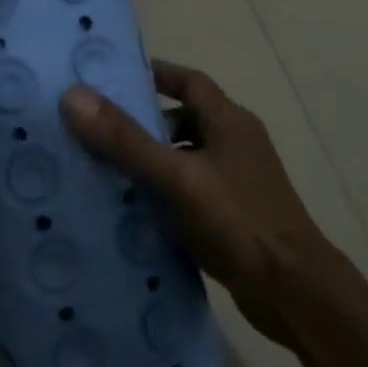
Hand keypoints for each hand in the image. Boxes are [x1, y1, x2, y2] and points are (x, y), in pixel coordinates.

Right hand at [60, 61, 358, 345]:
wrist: (293, 291)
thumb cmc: (239, 222)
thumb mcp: (179, 177)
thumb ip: (128, 139)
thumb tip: (74, 95)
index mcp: (230, 122)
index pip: (189, 80)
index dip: (153, 75)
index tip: (110, 80)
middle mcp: (235, 144)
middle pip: (183, 119)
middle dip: (142, 122)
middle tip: (94, 130)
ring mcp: (235, 182)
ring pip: (183, 158)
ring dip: (149, 161)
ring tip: (102, 170)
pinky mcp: (230, 215)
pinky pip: (187, 191)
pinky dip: (161, 193)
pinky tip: (130, 210)